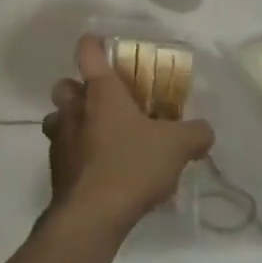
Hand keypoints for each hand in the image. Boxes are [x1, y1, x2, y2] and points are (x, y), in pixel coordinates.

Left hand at [43, 36, 213, 230]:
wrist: (91, 217)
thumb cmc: (131, 165)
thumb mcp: (177, 146)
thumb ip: (195, 133)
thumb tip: (205, 130)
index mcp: (101, 92)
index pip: (88, 52)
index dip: (94, 45)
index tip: (103, 46)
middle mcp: (74, 110)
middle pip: (64, 86)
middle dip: (79, 89)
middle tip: (106, 103)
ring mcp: (60, 141)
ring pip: (58, 120)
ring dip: (73, 123)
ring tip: (101, 138)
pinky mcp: (56, 172)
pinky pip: (63, 154)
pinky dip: (78, 157)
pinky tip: (102, 172)